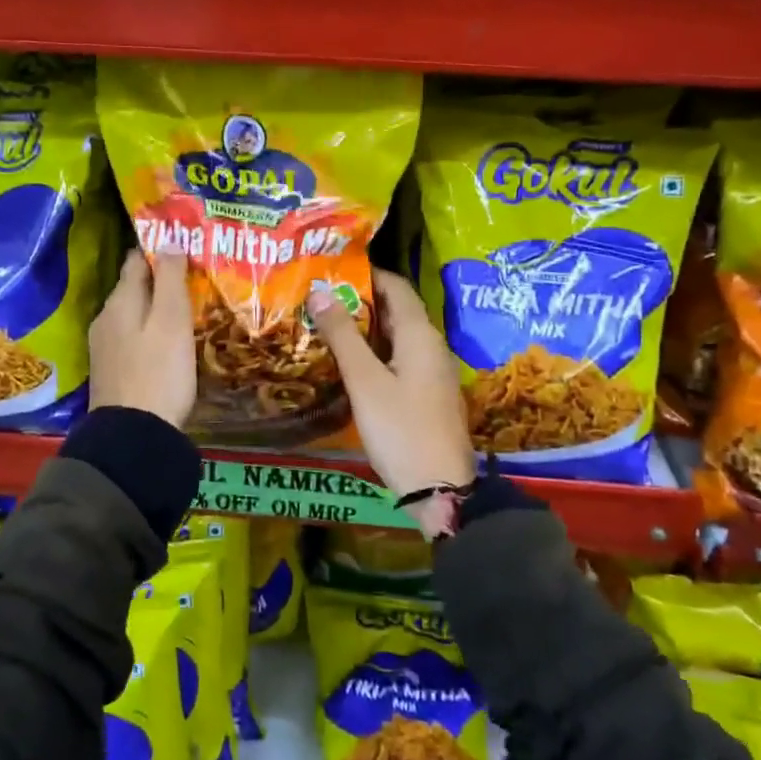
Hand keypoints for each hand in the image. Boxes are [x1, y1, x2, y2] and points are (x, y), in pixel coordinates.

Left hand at [88, 249, 196, 427]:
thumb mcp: (171, 321)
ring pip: (134, 313)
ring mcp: (105, 346)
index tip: (186, 244)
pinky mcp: (112, 370)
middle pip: (134, 287)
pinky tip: (170, 340)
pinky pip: (133, 337)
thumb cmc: (159, 372)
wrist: (133, 436)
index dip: (160, 249)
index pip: (136, 260)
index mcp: (120, 301)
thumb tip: (168, 240)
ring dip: (157, 307)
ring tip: (188, 306)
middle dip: (161, 279)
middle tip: (195, 276)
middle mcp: (106, 318)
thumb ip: (169, 279)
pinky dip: (151, 330)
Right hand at [308, 269, 476, 537]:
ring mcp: (432, 371)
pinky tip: (350, 364)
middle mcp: (431, 345)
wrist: (440, 488)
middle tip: (320, 299)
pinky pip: (400, 359)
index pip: (396, 286)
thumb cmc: (401, 429)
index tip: (331, 270)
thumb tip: (320, 291)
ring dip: (366, 328)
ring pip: (397, 337)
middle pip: (397, 310)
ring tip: (327, 326)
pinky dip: (375, 352)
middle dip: (360, 301)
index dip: (366, 274)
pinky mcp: (428, 393)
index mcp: (419, 334)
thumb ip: (342, 336)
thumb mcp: (365, 381)